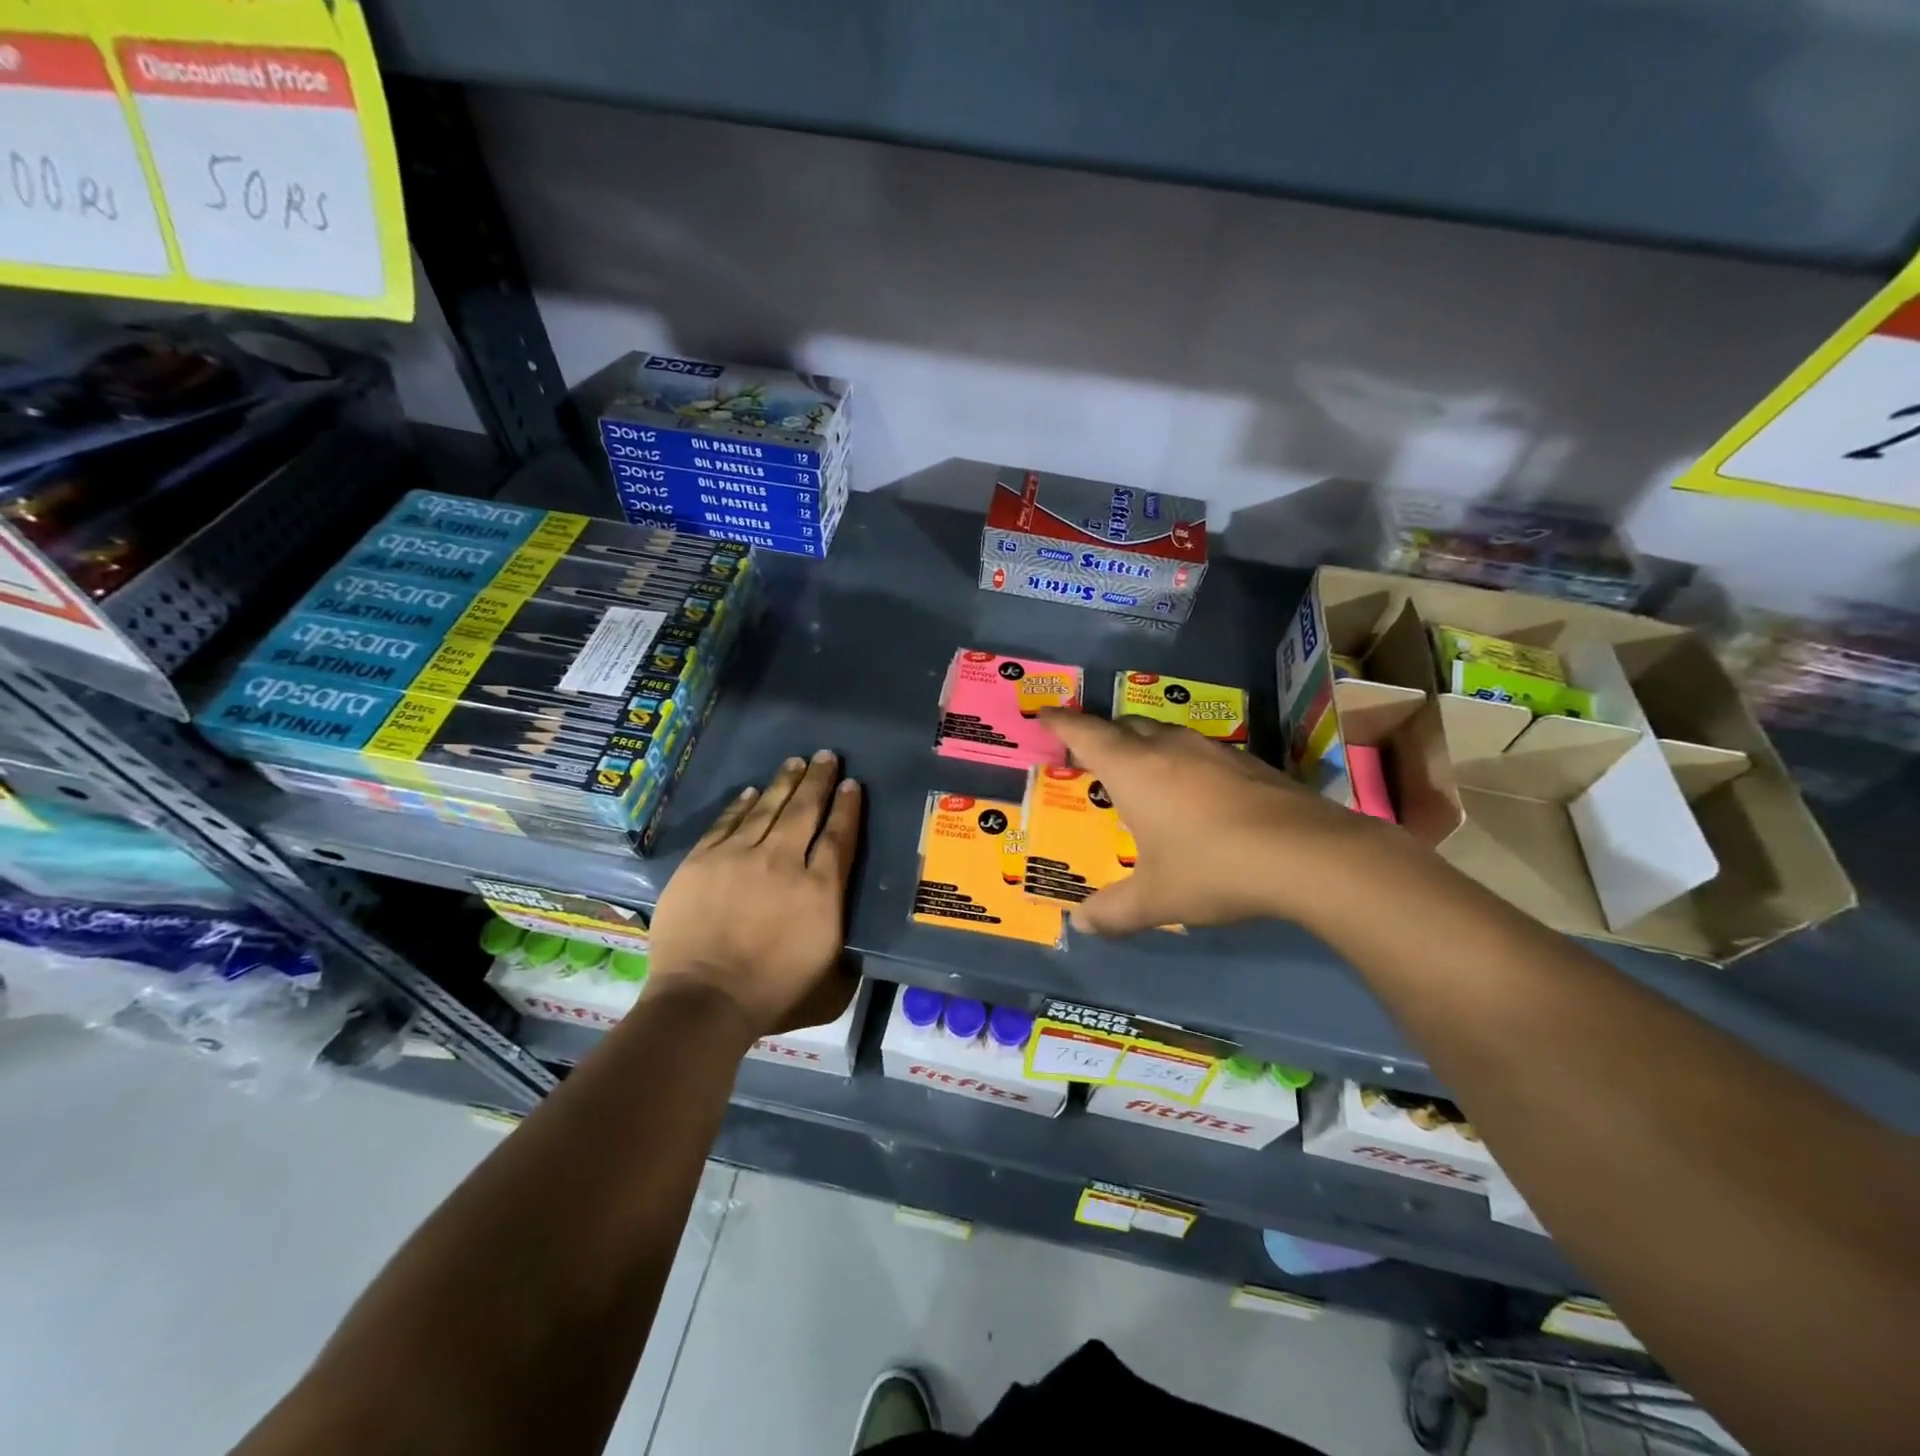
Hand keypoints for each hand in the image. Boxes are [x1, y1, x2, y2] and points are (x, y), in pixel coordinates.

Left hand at [644, 750, 861, 1039]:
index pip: (839, 836)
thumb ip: (845, 952)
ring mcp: (738, 857)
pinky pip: (726, 823)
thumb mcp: (831, 984)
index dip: (847, 807)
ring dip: (784, 783)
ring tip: (796, 762)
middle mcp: (783, 862)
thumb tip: (847, 931)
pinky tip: (750, 792)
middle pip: (805, 811)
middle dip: (819, 780)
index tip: (852, 784)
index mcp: (820, 891)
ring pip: (767, 808)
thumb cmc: (773, 996)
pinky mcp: (702, 862)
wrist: (703, 1002)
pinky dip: (740, 806)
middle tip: (826, 756)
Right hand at [1039, 710, 1389, 935]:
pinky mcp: (1249, 763)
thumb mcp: (1157, 899)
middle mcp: (1169, 748)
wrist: (1309, 855)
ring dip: (1145, 743)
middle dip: (1103, 732)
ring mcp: (1213, 751)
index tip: (1044, 713)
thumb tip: (1080, 925)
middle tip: (1089, 750)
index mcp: (1134, 769)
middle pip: (1126, 725)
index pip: (1086, 733)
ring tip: (1141, 768)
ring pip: (1166, 733)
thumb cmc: (1213, 868)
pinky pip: (1200, 751)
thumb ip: (1114, 912)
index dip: (1061, 722)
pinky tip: (1195, 789)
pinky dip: (1182, 761)